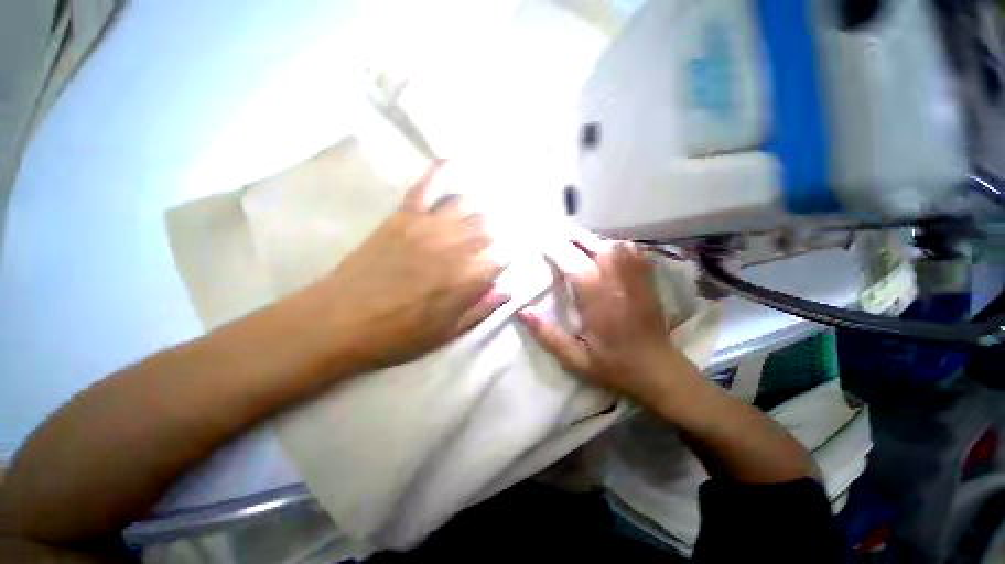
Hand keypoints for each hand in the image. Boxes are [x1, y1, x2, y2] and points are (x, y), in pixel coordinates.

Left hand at [315, 162, 507, 367]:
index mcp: (469, 277)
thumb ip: (482, 309)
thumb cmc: (400, 334)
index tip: (495, 268)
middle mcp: (457, 245)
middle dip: (490, 238)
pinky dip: (441, 172)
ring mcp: (429, 225)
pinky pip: (426, 187)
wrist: (341, 321)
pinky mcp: (404, 216)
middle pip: (488, 228)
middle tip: (481, 250)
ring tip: (471, 222)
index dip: (501, 262)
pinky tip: (453, 161)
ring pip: (466, 205)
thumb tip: (507, 290)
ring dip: (474, 213)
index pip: (502, 257)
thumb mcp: (448, 332)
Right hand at [517, 239, 695, 401]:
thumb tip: (521, 310)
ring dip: (588, 241)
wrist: (659, 371)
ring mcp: (635, 275)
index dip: (552, 249)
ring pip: (610, 242)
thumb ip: (547, 334)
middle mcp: (617, 278)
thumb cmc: (614, 366)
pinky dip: (611, 245)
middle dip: (568, 238)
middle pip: (590, 244)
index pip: (570, 260)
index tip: (539, 246)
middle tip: (551, 241)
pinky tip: (603, 252)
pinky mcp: (647, 277)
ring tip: (573, 246)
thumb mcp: (575, 358)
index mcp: (597, 296)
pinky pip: (629, 249)